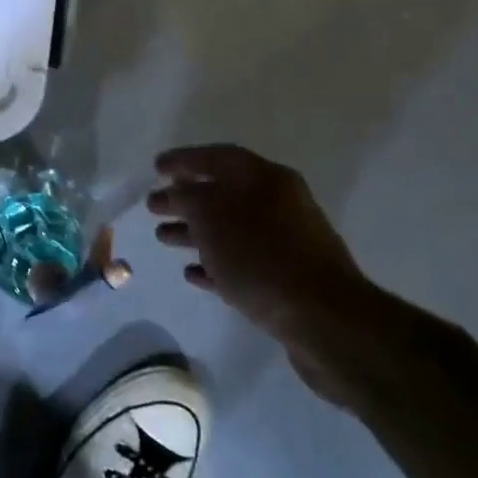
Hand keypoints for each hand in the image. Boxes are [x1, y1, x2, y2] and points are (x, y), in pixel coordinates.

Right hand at [148, 144, 388, 403]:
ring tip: (163, 238)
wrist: (324, 320)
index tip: (156, 168)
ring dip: (196, 232)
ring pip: (231, 229)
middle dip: (185, 199)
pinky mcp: (288, 278)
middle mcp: (279, 203)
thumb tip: (178, 190)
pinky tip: (193, 273)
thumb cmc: (261, 257)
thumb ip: (187, 198)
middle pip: (222, 193)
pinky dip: (216, 263)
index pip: (217, 157)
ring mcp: (286, 242)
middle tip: (153, 205)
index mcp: (266, 178)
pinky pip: (243, 262)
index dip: (184, 159)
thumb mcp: (211, 218)